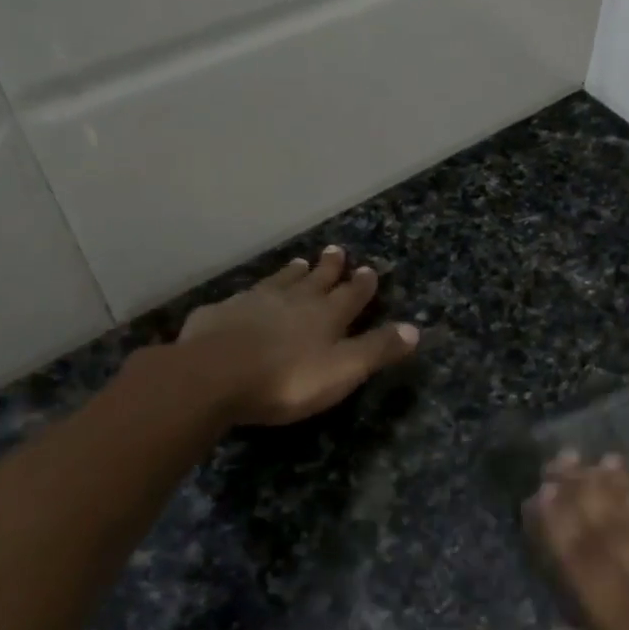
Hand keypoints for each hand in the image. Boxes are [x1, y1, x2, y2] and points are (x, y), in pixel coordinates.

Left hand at [176, 246, 418, 426]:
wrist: (213, 376)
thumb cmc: (287, 379)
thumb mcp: (343, 370)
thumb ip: (377, 349)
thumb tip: (415, 329)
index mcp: (326, 315)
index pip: (351, 295)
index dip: (361, 284)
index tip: (368, 269)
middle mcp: (292, 301)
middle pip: (315, 280)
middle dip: (329, 268)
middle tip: (336, 250)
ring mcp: (253, 303)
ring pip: (279, 282)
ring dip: (292, 274)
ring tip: (300, 263)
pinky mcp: (219, 314)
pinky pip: (240, 299)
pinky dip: (250, 296)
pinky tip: (244, 297)